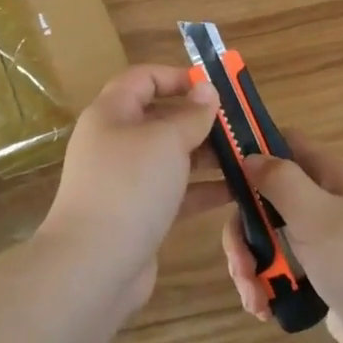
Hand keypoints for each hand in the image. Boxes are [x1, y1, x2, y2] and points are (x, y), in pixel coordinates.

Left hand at [41, 64, 228, 309]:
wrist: (94, 265)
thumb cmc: (130, 186)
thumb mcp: (166, 140)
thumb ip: (192, 115)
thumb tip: (207, 91)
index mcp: (112, 113)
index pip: (143, 78)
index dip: (177, 77)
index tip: (214, 88)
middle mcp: (116, 142)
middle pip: (160, 118)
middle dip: (200, 120)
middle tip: (240, 126)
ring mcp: (126, 181)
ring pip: (172, 157)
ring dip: (208, 156)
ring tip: (248, 158)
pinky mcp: (139, 214)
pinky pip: (175, 191)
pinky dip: (202, 189)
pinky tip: (237, 191)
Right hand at [221, 137, 342, 342]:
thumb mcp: (316, 213)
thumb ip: (280, 179)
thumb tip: (249, 155)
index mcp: (330, 175)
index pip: (284, 143)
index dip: (252, 150)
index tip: (219, 175)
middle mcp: (325, 201)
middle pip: (265, 198)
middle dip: (243, 230)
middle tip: (240, 263)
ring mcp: (322, 241)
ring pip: (267, 237)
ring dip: (250, 265)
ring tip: (254, 298)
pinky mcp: (319, 276)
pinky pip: (279, 269)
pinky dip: (265, 286)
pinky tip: (263, 309)